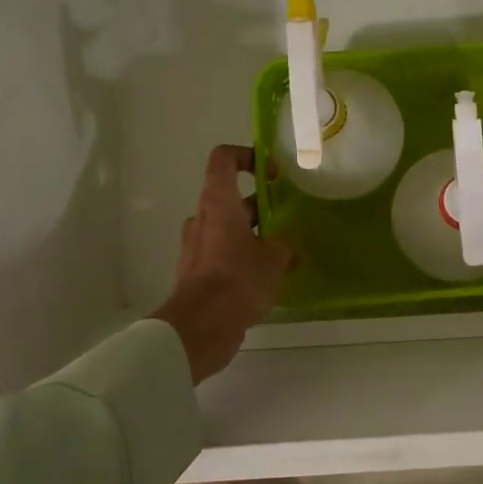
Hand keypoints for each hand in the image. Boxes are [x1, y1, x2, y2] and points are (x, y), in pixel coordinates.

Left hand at [151, 145, 293, 382]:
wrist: (201, 328)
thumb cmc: (238, 281)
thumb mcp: (274, 259)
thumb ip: (284, 244)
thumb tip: (287, 244)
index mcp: (218, 203)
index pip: (223, 159)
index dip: (247, 156)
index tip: (272, 173)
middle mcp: (202, 219)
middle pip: (228, 197)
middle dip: (259, 205)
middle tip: (286, 219)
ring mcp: (196, 246)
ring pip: (226, 228)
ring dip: (251, 234)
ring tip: (281, 253)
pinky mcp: (195, 272)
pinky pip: (221, 254)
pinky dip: (240, 257)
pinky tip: (265, 278)